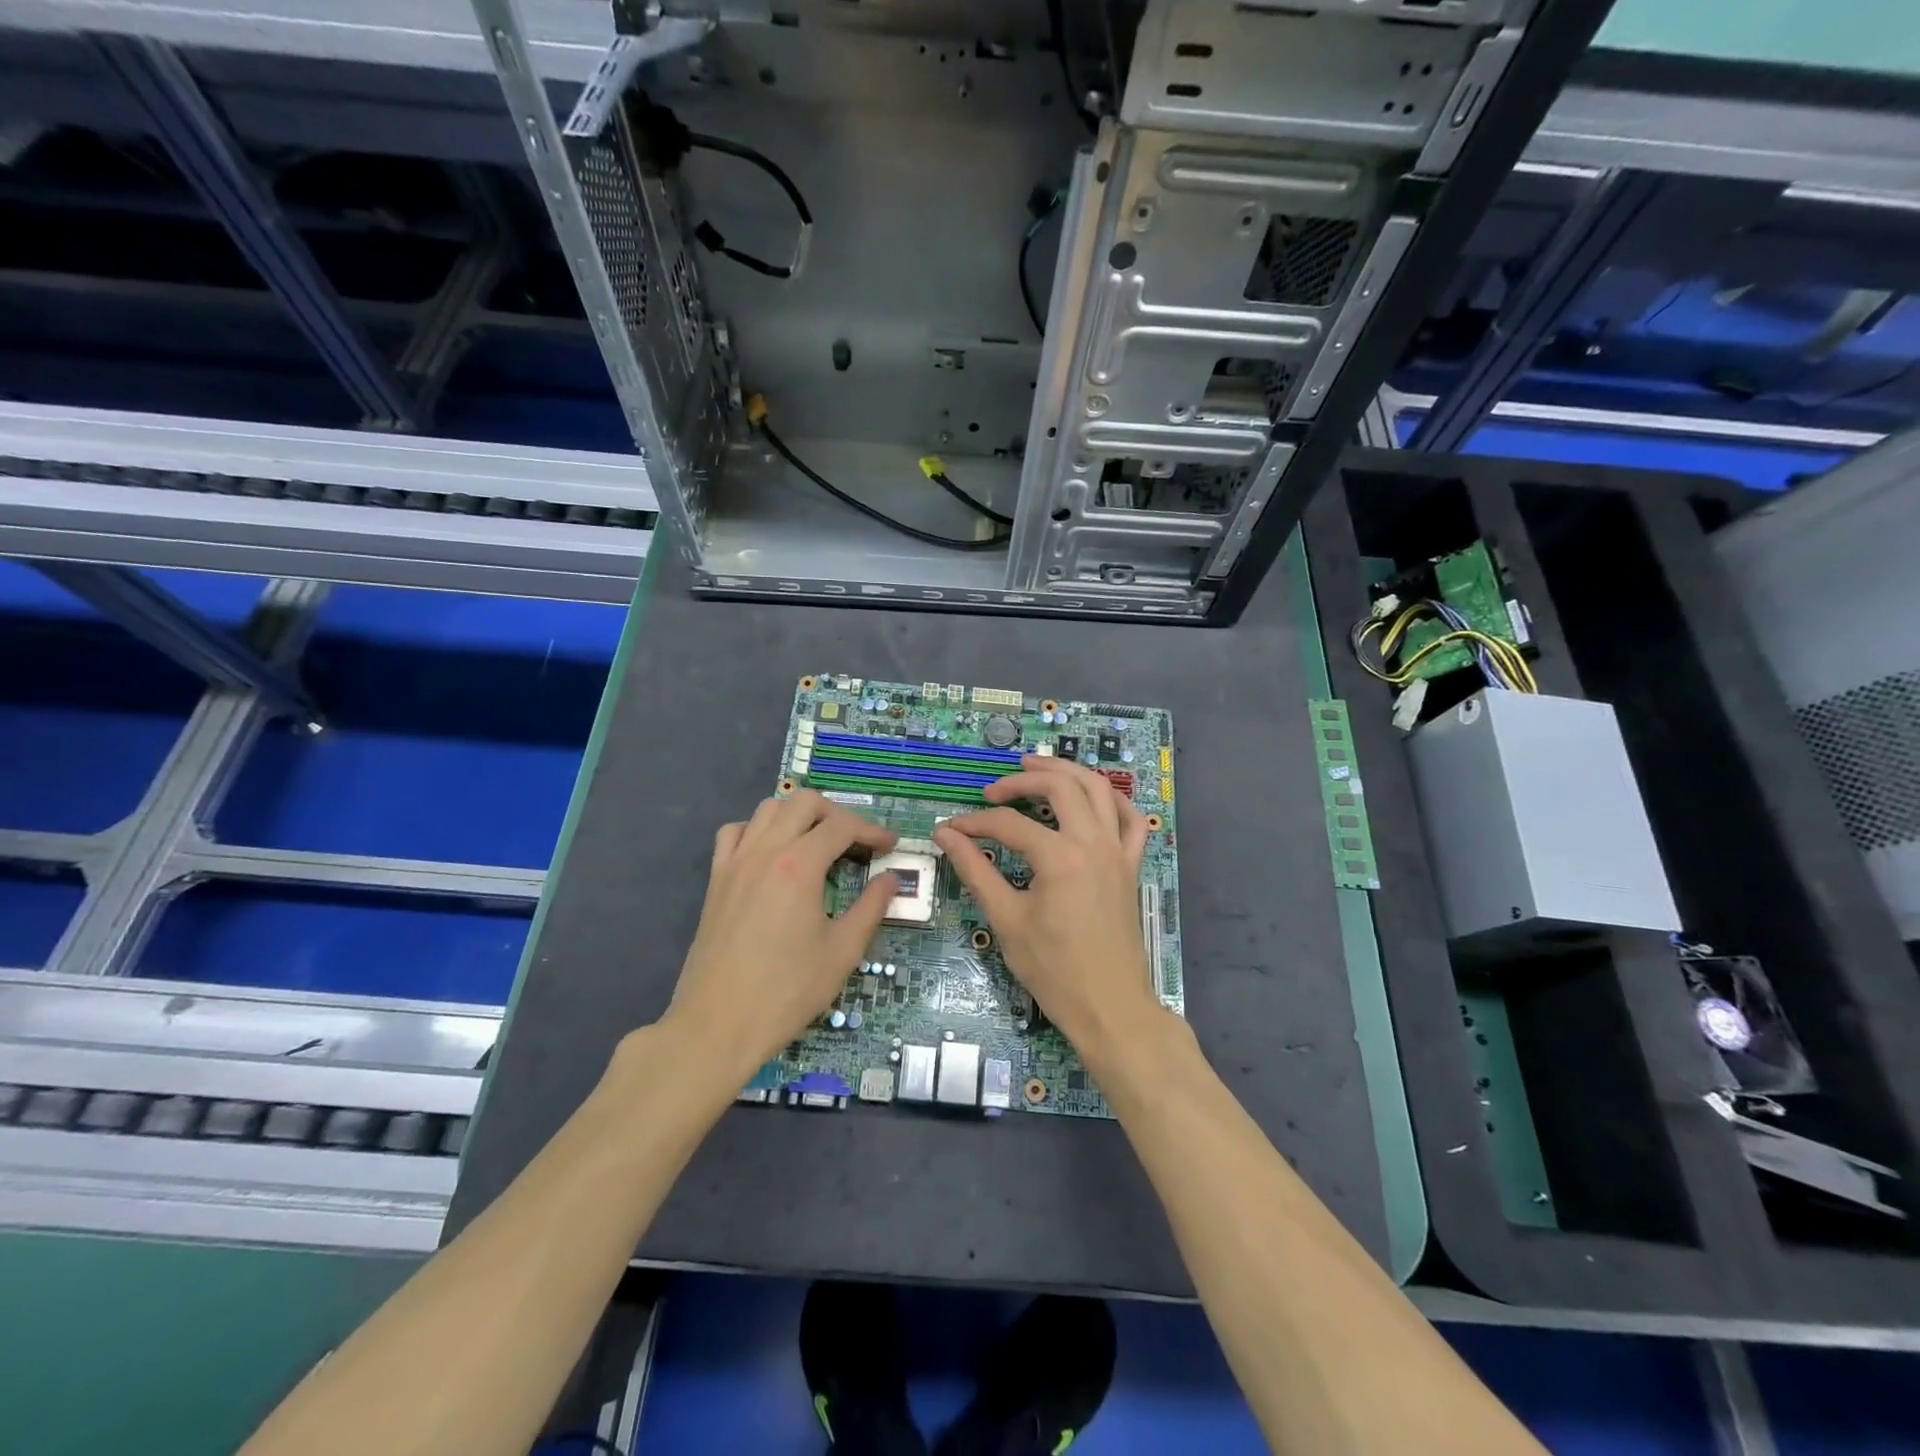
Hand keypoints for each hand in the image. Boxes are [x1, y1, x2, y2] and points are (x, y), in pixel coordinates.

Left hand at [663, 791, 897, 1083]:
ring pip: (768, 809)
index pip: (842, 827)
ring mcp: (735, 863)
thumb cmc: (786, 991)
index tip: (891, 846)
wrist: (717, 1025)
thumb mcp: (842, 952)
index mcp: (799, 865)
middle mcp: (765, 851)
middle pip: (804, 803)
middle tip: (857, 842)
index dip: (872, 831)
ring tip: (818, 842)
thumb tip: (891, 879)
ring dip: (798, 816)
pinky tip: (772, 854)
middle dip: (837, 814)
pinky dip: (758, 830)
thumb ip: (871, 907)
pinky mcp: (716, 880)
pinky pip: (735, 833)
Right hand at [933, 756, 1160, 1056]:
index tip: (951, 830)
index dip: (975, 823)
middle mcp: (1093, 842)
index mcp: (1060, 857)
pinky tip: (1091, 796)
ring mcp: (1118, 851)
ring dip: (1067, 771)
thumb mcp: (1006, 920)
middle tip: (993, 790)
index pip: (1009, 824)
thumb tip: (946, 835)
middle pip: (1059, 786)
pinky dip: (1112, 799)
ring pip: (1098, 788)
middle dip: (1021, 779)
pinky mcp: (1131, 865)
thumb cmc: (1053, 970)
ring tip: (1036, 766)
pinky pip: (1131, 819)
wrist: (1110, 1007)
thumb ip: (975, 870)